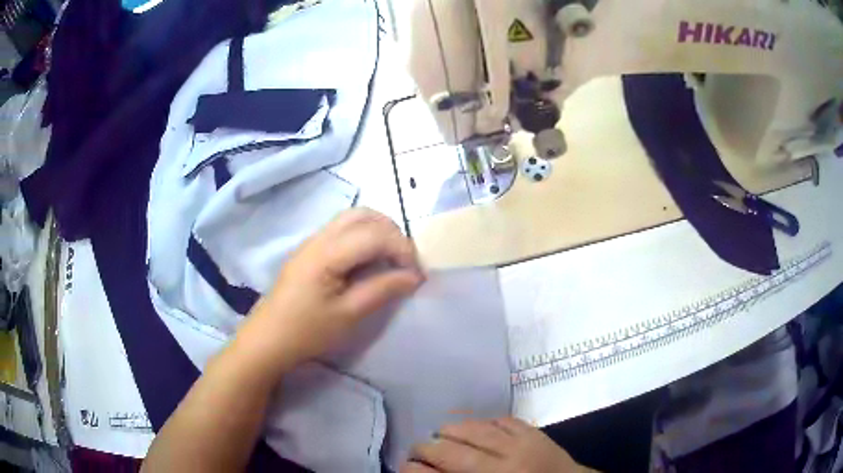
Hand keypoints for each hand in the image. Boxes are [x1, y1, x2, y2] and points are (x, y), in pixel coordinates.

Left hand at [235, 208, 424, 377]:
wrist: (269, 338)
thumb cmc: (307, 331)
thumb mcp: (349, 315)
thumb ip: (383, 290)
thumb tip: (414, 276)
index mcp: (327, 253)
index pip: (375, 235)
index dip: (402, 249)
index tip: (416, 274)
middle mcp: (319, 237)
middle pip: (364, 215)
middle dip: (392, 233)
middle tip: (405, 262)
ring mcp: (312, 241)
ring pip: (353, 218)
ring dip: (378, 231)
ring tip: (391, 259)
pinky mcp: (310, 250)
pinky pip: (342, 229)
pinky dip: (364, 236)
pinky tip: (368, 260)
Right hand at [402, 418, 592, 472]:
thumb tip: (429, 472)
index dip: (416, 470)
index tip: (403, 465)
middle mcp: (502, 467)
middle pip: (453, 453)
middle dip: (427, 448)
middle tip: (417, 449)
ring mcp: (521, 446)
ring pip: (475, 430)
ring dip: (452, 429)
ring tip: (440, 432)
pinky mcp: (535, 433)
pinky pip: (503, 419)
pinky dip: (484, 420)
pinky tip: (475, 424)